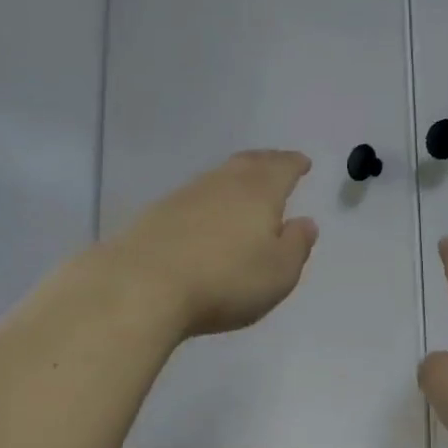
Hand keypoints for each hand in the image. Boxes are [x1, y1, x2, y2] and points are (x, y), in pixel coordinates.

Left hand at [103, 151, 319, 339]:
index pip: (282, 168)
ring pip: (218, 177)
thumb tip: (305, 223)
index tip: (303, 163)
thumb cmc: (225, 280)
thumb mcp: (279, 272)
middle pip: (248, 163)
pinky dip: (209, 199)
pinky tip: (207, 213)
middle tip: (276, 163)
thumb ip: (297, 245)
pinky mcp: (156, 214)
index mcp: (259, 192)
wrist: (142, 286)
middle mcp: (222, 183)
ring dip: (235, 178)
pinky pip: (194, 197)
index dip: (294, 164)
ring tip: (244, 187)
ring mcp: (185, 196)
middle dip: (266, 162)